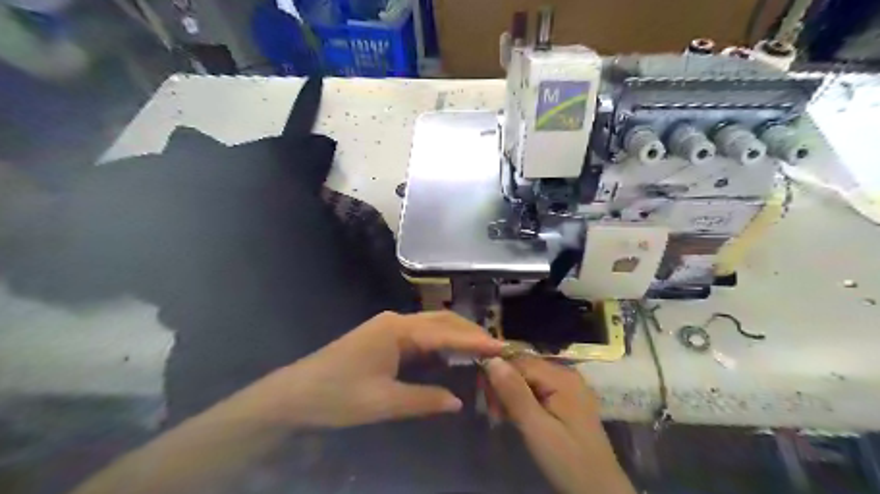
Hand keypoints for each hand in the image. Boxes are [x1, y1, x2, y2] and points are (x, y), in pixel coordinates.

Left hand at [227, 313, 500, 427]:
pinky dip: (440, 343)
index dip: (475, 340)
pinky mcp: (384, 337)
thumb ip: (424, 399)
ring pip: (432, 326)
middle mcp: (396, 321)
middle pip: (442, 321)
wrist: (294, 394)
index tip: (501, 347)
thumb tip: (459, 401)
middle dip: (470, 333)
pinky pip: (420, 336)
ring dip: (456, 336)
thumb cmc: (337, 395)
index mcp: (398, 330)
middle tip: (496, 348)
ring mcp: (389, 327)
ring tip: (481, 350)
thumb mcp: (383, 402)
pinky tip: (451, 356)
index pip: (446, 332)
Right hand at [489, 357, 632, 490]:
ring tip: (503, 417)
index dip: (499, 375)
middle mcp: (567, 374)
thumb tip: (492, 359)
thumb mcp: (536, 428)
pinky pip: (539, 390)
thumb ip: (514, 392)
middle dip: (505, 386)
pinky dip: (525, 401)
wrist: (600, 490)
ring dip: (513, 395)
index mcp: (562, 377)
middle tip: (495, 413)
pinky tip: (519, 417)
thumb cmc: (567, 460)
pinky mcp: (568, 400)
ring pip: (530, 379)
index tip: (486, 399)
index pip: (519, 362)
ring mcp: (569, 387)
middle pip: (525, 368)